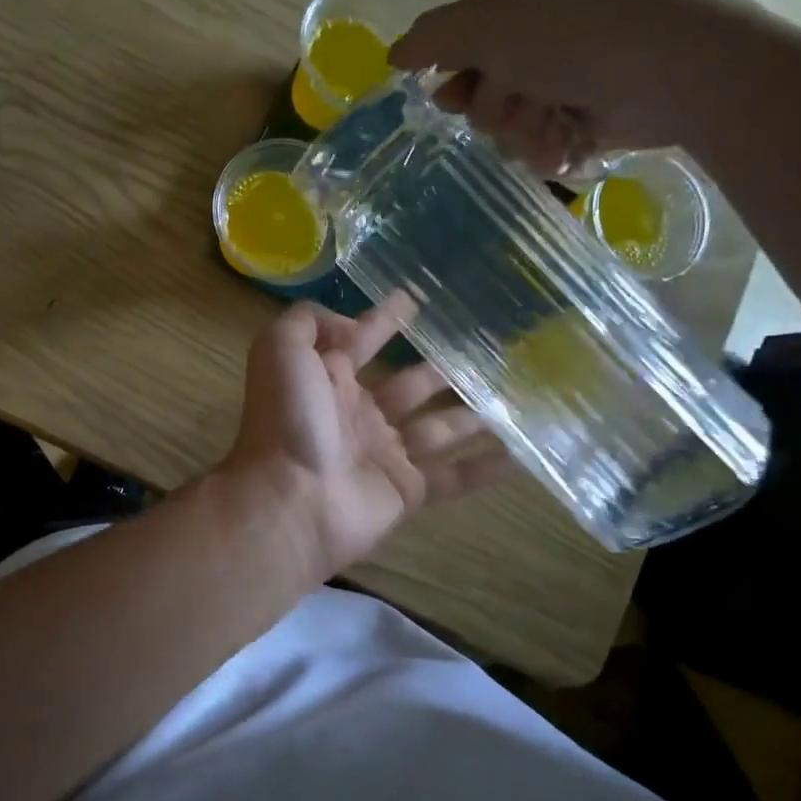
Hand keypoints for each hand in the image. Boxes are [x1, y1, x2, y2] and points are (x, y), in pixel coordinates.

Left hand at [222, 299, 513, 577]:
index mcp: (328, 381)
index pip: (361, 342)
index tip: (414, 300)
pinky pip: (452, 477)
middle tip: (482, 352)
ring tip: (511, 395)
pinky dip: (484, 468)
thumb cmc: (288, 419)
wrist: (292, 499)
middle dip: (439, 369)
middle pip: (408, 385)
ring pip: (437, 427)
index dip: (383, 321)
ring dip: (471, 413)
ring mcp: (384, 453)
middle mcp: (358, 414)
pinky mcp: (407, 490)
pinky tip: (519, 455)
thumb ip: (308, 322)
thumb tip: (349, 324)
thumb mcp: (281, 350)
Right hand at [389, 0, 800, 175]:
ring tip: (554, 124)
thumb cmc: (569, 40)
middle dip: (494, 111)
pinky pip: (539, 150)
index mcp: (508, 10)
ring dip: (522, 135)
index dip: (449, 81)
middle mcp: (530, 46)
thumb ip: (432, 39)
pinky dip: (549, 152)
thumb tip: (392, 56)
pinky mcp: (581, 123)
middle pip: (477, 101)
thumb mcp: (488, 26)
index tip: (453, 97)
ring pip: (506, 132)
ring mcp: (558, 85)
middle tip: (521, 100)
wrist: (666, 71)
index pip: (452, 51)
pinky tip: (568, 145)